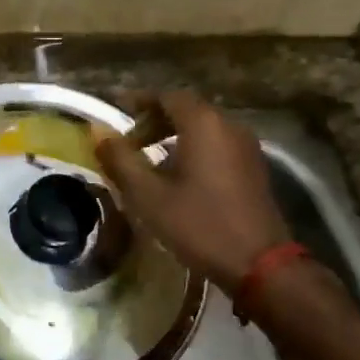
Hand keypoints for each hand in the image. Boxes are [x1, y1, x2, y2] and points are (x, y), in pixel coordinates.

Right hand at [96, 92, 292, 290]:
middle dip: (154, 120)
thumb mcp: (149, 195)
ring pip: (204, 127)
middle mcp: (229, 125)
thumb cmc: (199, 225)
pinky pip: (218, 144)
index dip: (139, 101)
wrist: (260, 264)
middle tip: (129, 142)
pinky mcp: (253, 167)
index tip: (116, 111)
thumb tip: (99, 133)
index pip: (167, 96)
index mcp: (204, 123)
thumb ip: (121, 160)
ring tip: (148, 159)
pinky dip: (194, 148)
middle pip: (187, 109)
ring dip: (173, 135)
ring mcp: (246, 146)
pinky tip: (178, 176)